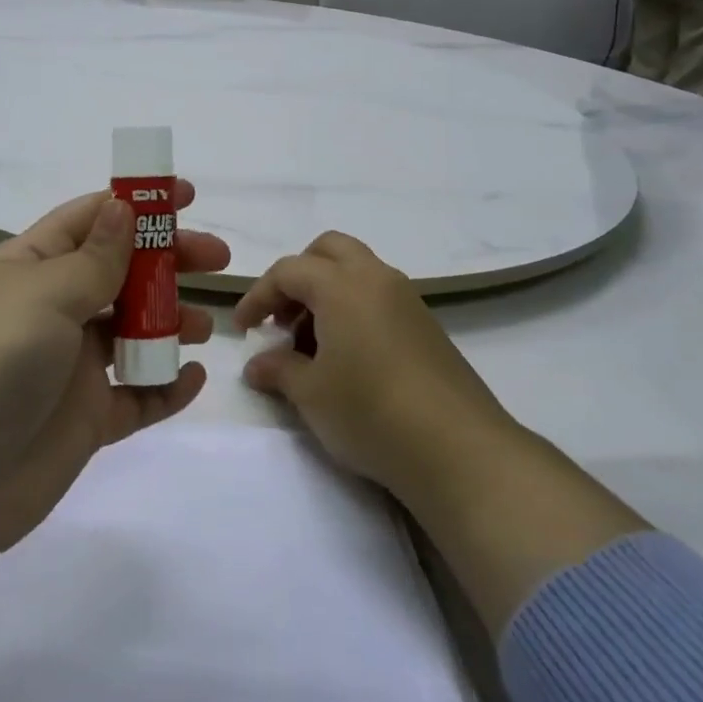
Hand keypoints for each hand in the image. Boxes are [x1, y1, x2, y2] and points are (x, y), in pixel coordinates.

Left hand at [0, 186, 229, 560]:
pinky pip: (133, 398)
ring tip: (204, 326)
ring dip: (170, 323)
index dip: (136, 205)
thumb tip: (123, 206)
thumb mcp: (41, 294)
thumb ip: (94, 258)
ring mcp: (64, 369)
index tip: (186, 197)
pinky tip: (192, 379)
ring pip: (130, 334)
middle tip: (216, 260)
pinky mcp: (80, 422)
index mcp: (26, 268)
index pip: (87, 222)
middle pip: (118, 275)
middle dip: (166, 262)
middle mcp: (46, 312)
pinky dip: (164, 387)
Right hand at [233, 232, 516, 507]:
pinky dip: (354, 310)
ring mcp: (408, 300)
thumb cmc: (370, 412)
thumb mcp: (311, 394)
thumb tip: (257, 365)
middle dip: (298, 277)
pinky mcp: (427, 326)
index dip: (258, 296)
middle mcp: (376, 279)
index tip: (243, 331)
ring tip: (313, 346)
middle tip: (283, 319)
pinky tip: (349, 358)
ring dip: (327, 293)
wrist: (459, 451)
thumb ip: (278, 370)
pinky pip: (380, 297)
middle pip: (328, 251)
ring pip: (358, 272)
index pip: (288, 271)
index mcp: (342, 284)